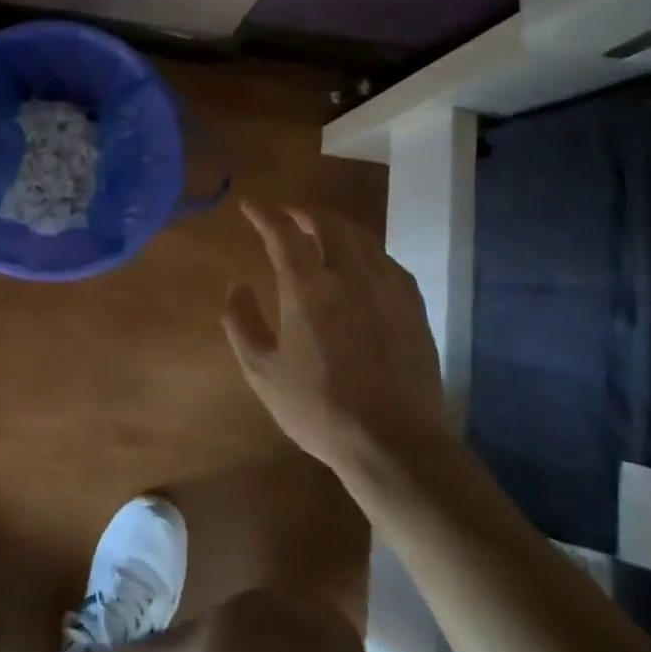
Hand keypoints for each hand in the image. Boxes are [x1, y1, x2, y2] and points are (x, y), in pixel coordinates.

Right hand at [223, 202, 448, 468]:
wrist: (395, 445)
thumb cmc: (319, 409)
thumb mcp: (262, 371)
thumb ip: (241, 322)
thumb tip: (237, 286)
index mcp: (309, 288)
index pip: (283, 232)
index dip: (264, 214)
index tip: (250, 206)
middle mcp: (350, 276)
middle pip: (328, 223)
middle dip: (302, 212)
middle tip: (285, 216)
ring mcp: (388, 289)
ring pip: (361, 237)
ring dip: (335, 226)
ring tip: (319, 232)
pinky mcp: (413, 307)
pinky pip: (387, 261)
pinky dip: (365, 251)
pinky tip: (360, 264)